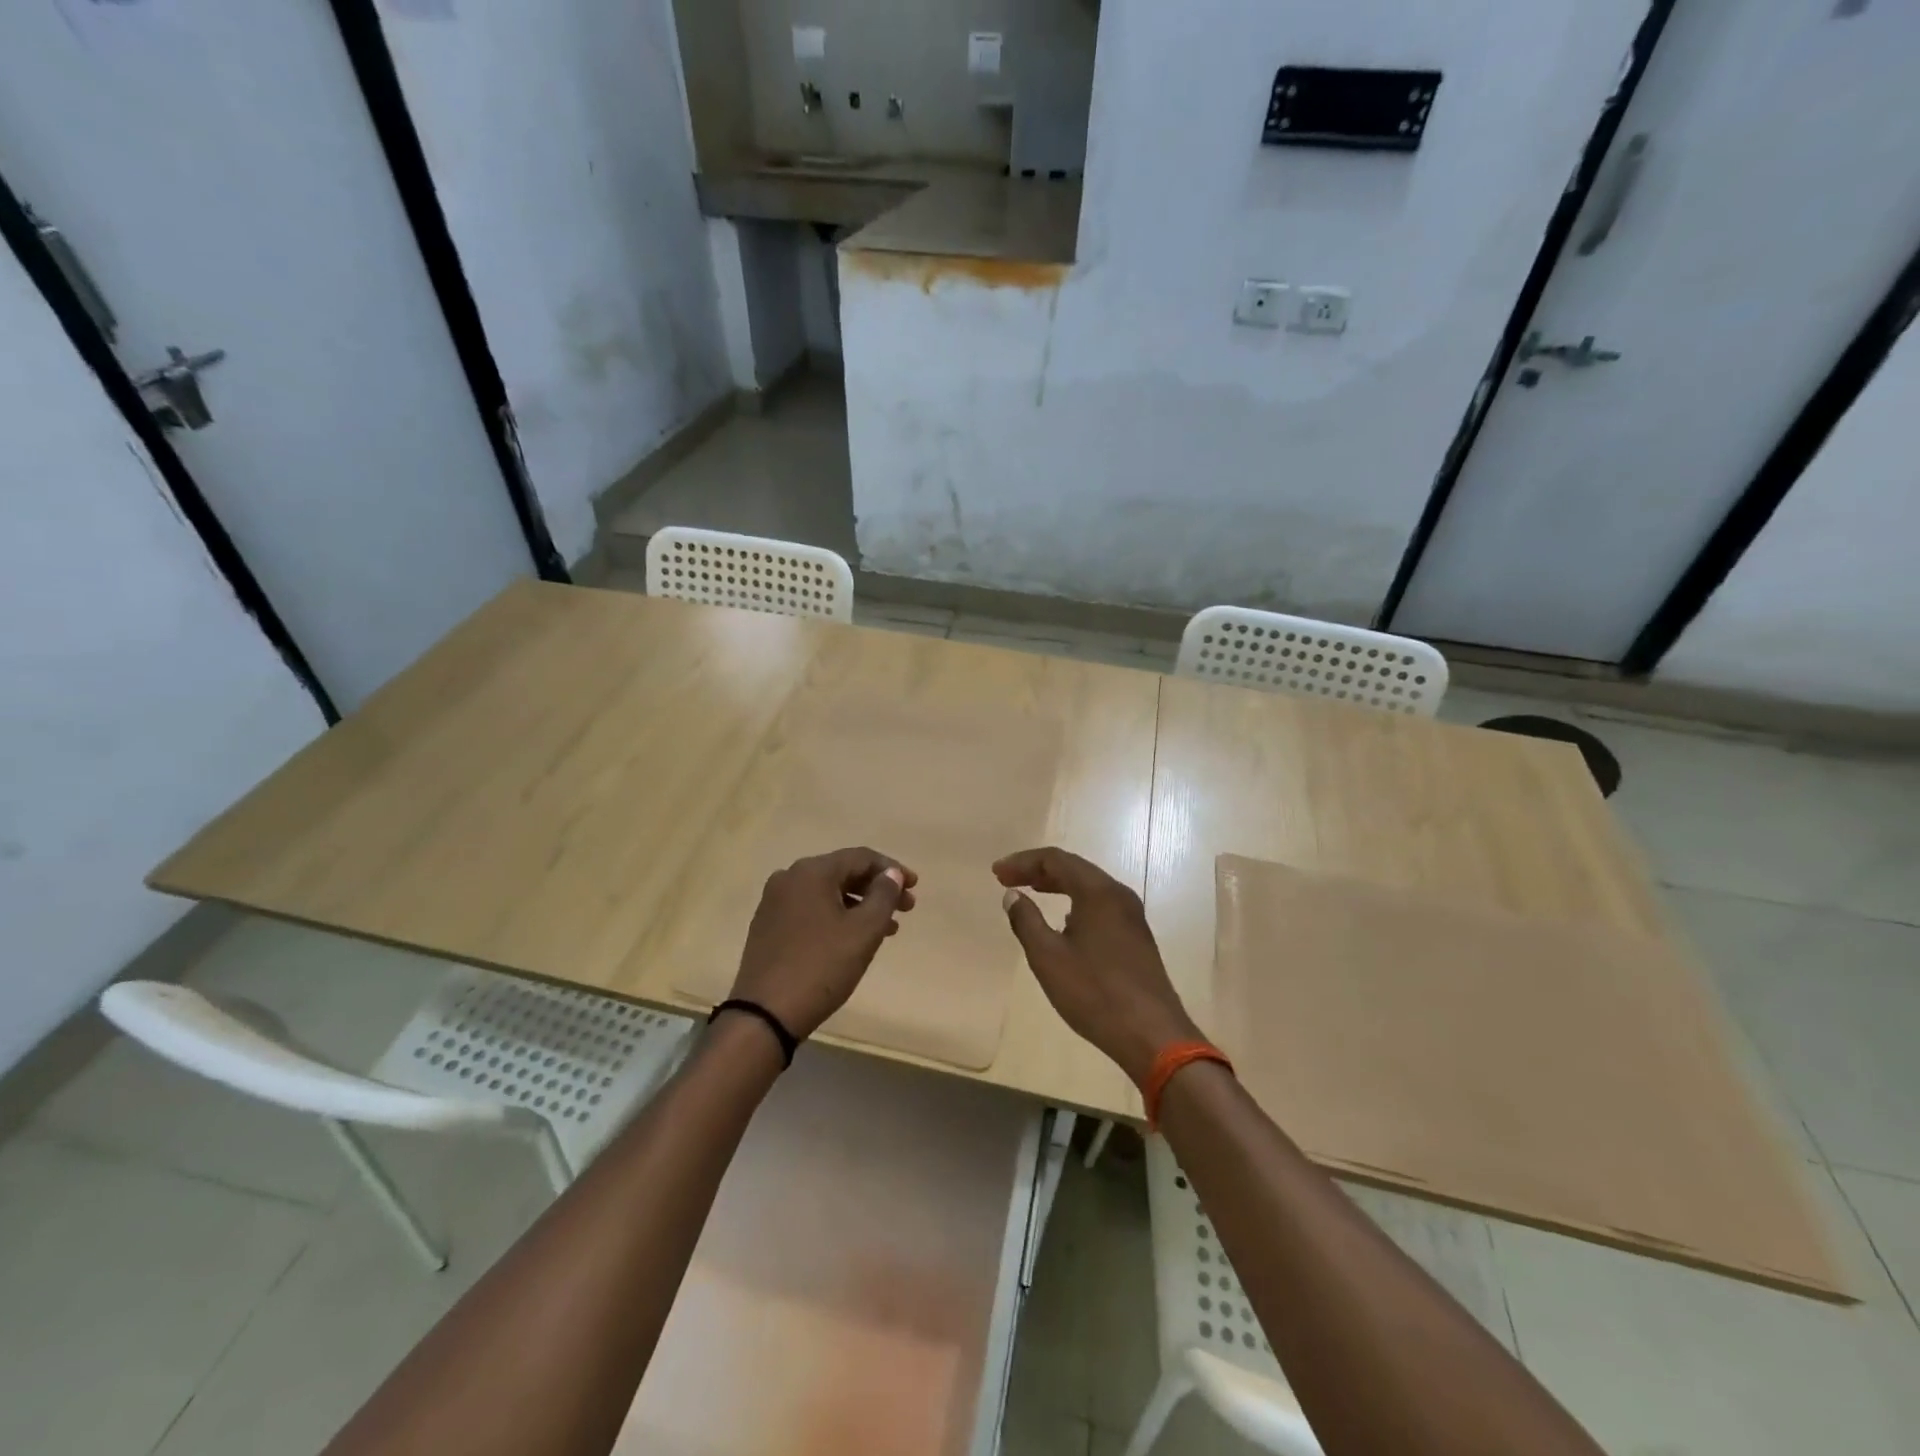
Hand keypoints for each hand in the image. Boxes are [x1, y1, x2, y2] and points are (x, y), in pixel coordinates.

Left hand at [729, 847, 916, 1041]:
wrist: (765, 1014)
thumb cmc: (821, 967)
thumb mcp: (863, 931)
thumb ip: (884, 896)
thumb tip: (891, 874)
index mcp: (811, 871)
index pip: (861, 857)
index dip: (892, 870)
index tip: (915, 887)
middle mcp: (789, 878)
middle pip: (843, 873)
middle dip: (877, 889)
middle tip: (906, 908)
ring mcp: (774, 902)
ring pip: (827, 893)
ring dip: (859, 905)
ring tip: (887, 928)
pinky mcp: (768, 926)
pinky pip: (811, 910)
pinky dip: (837, 917)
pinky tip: (853, 938)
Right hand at [993, 847, 1201, 1084]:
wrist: (1152, 1035)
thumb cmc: (1095, 993)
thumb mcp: (1048, 958)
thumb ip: (1026, 921)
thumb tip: (1012, 895)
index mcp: (1098, 892)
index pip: (1055, 860)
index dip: (1023, 862)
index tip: (997, 873)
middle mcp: (1119, 895)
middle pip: (1074, 868)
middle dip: (1038, 870)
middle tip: (1007, 879)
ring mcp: (1132, 916)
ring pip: (1089, 886)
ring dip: (1057, 884)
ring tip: (1031, 891)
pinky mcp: (1137, 937)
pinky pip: (1100, 904)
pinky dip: (1075, 901)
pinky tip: (1063, 921)